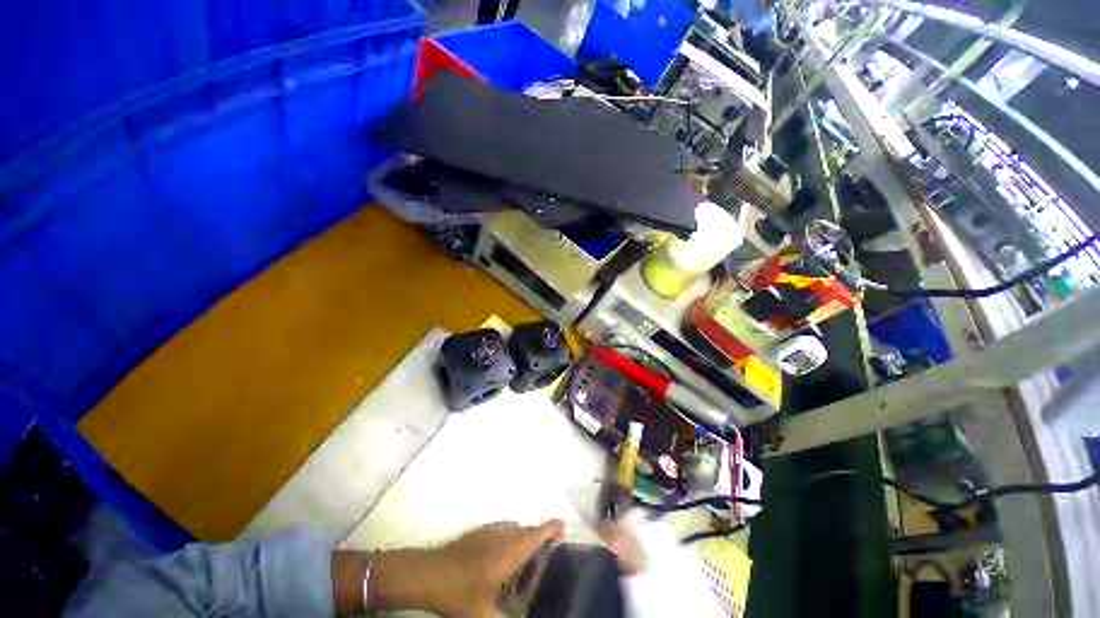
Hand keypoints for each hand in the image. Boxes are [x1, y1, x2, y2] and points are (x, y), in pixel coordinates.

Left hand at [355, 520, 563, 617]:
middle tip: (550, 546)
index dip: (550, 528)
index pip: (535, 536)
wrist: (429, 573)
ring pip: (513, 528)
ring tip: (529, 551)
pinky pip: (501, 528)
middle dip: (539, 534)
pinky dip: (510, 534)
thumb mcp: (484, 615)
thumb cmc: (460, 593)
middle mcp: (502, 536)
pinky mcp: (477, 532)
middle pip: (526, 530)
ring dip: (524, 534)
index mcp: (509, 552)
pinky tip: (504, 550)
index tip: (563, 524)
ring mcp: (488, 531)